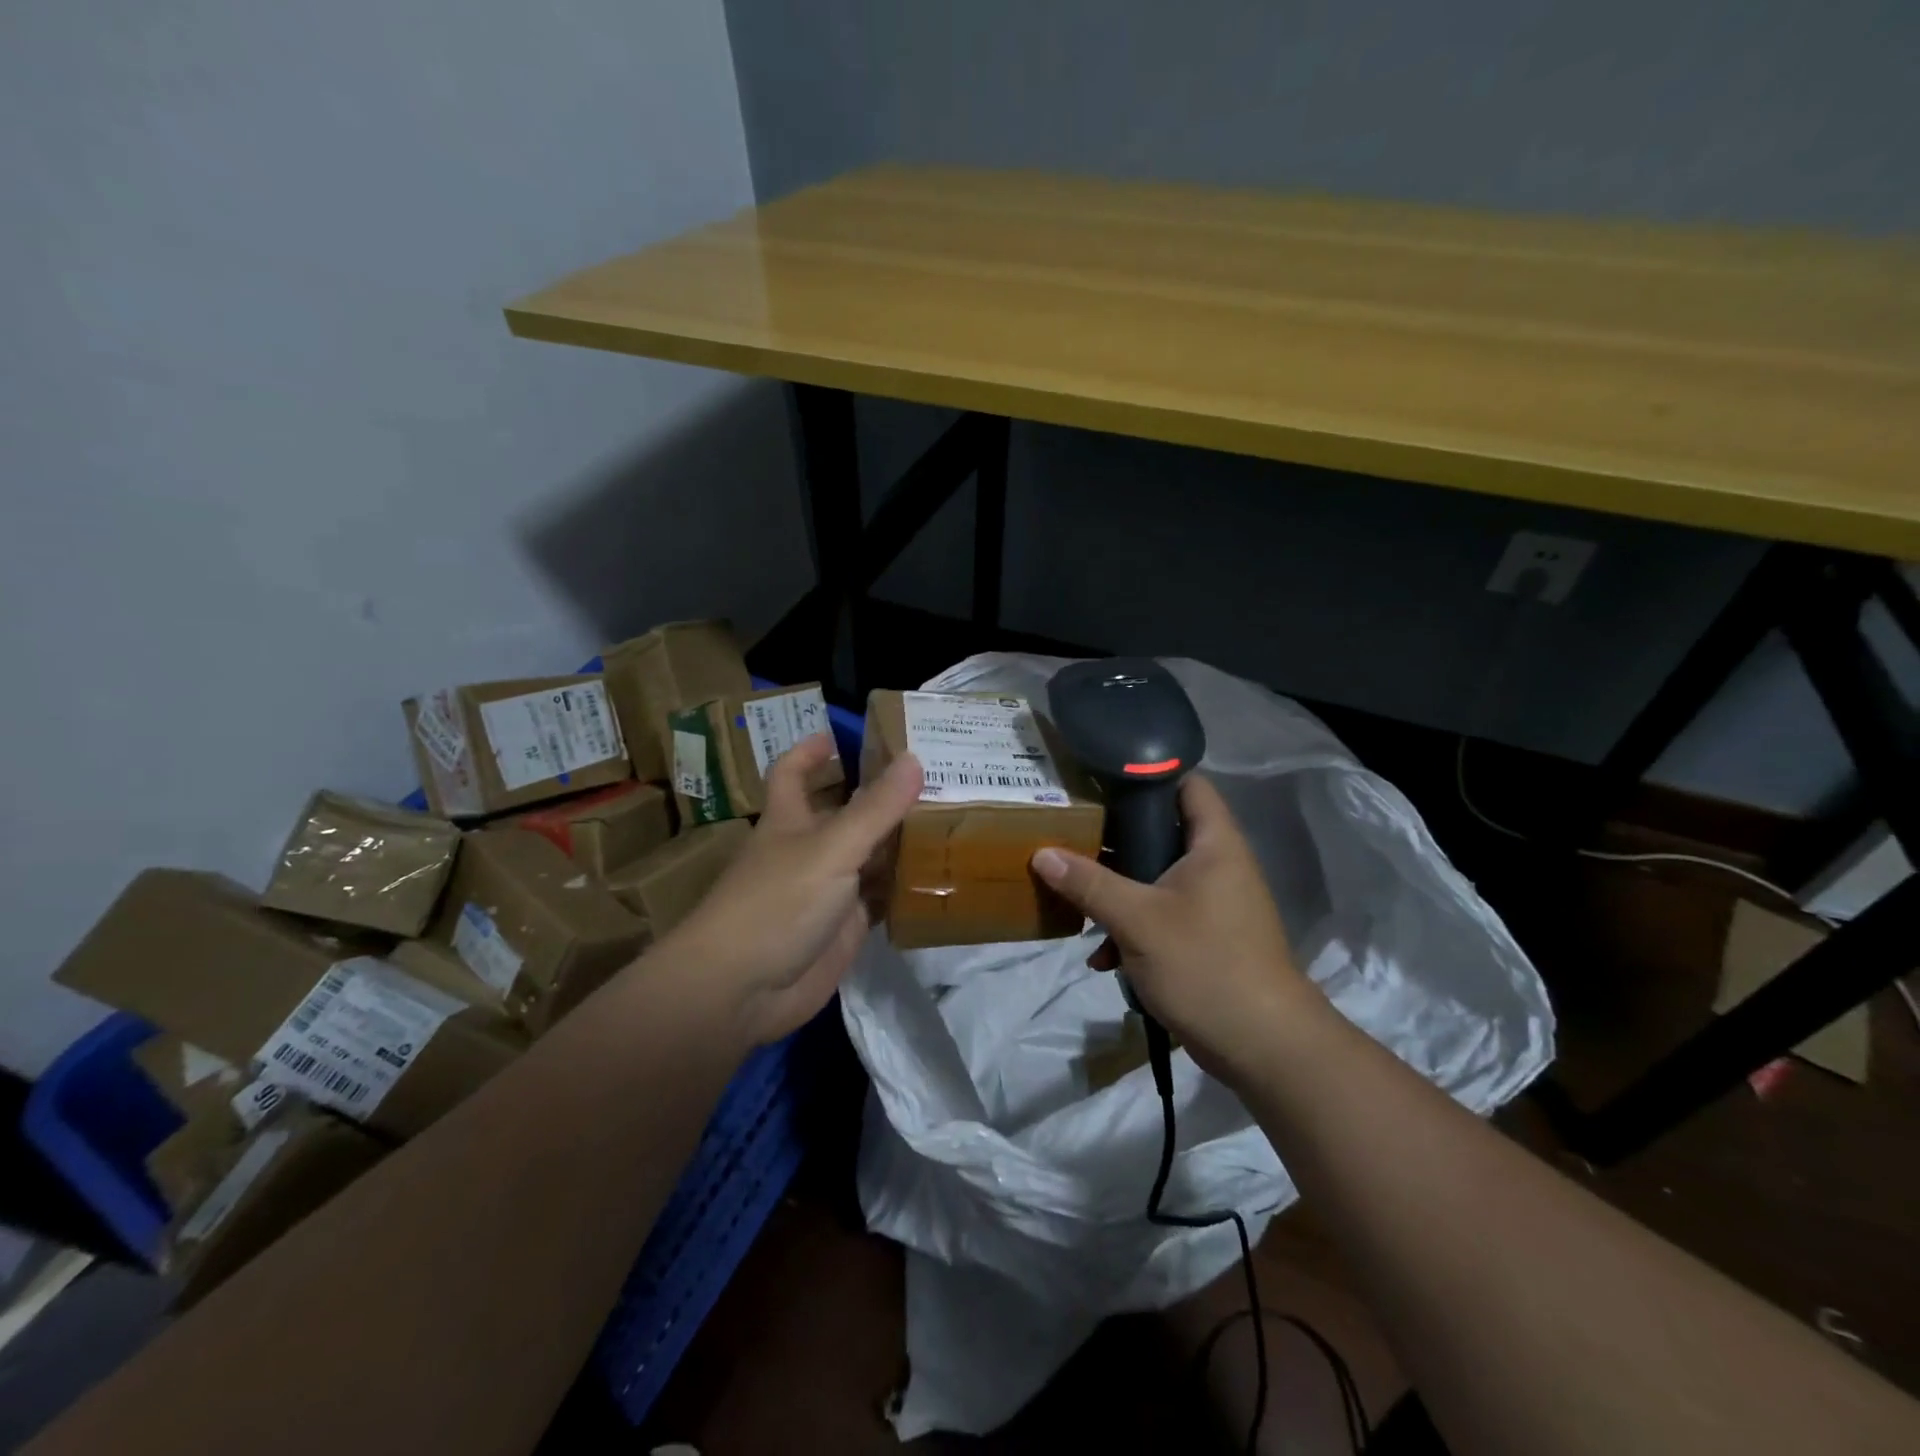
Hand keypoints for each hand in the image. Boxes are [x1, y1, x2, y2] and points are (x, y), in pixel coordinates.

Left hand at [664, 734, 922, 1046]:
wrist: (742, 991)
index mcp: (790, 819)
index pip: (792, 773)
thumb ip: (875, 808)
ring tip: (953, 819)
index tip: (841, 734)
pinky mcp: (845, 928)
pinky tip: (943, 876)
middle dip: (881, 795)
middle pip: (846, 812)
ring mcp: (828, 891)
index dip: (811, 751)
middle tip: (935, 776)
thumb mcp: (830, 848)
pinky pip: (880, 899)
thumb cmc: (777, 903)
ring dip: (901, 842)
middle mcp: (809, 850)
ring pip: (869, 857)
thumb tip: (914, 758)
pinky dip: (906, 888)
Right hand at [1031, 772, 1312, 1084]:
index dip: (1148, 772)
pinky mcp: (1204, 936)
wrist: (1263, 1047)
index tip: (1099, 776)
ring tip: (1074, 892)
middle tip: (1071, 830)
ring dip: (1117, 888)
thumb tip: (1041, 853)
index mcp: (1214, 844)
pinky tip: (1101, 955)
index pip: (1187, 783)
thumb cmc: (1206, 965)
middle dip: (1116, 836)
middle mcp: (1217, 864)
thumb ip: (1089, 883)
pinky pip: (1160, 914)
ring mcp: (1212, 902)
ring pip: (1155, 876)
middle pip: (1162, 829)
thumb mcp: (1138, 920)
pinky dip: (1131, 926)